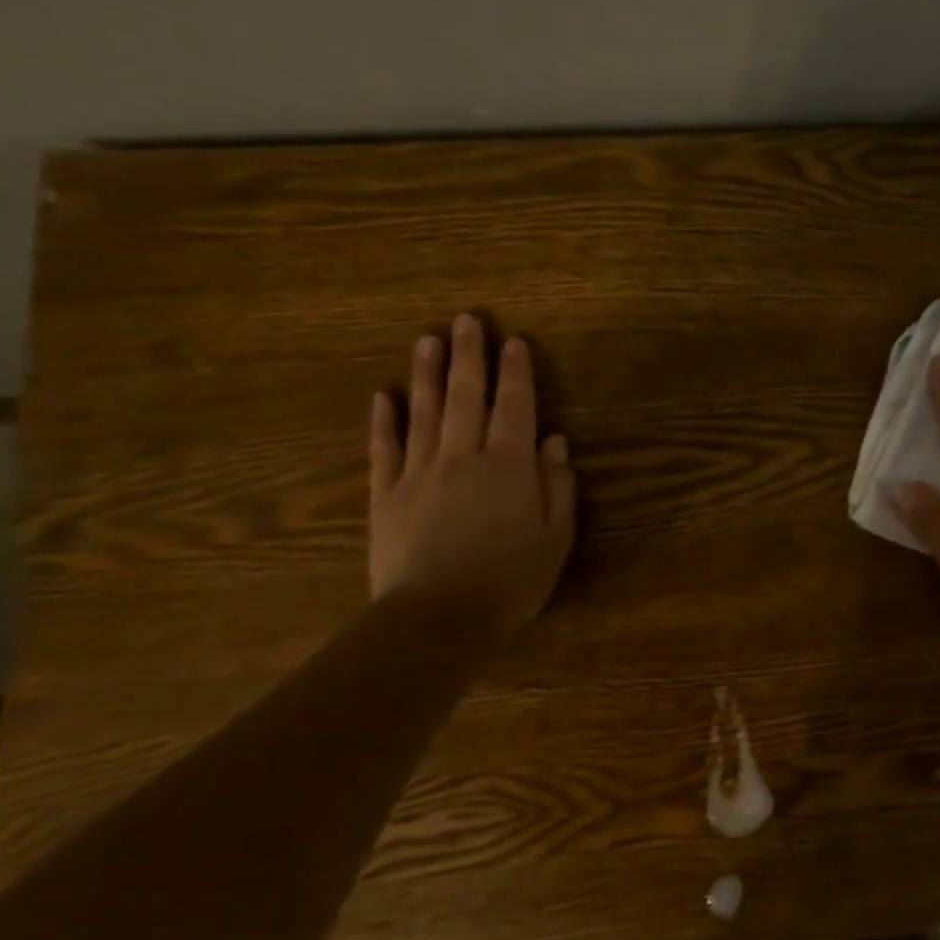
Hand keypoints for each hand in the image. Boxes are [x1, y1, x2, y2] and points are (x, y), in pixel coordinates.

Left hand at [368, 314, 575, 630]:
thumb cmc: (511, 580)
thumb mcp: (555, 537)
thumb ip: (557, 486)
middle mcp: (464, 457)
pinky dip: (383, 422)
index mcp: (510, 465)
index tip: (514, 341)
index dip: (516, 372)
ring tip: (427, 339)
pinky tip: (382, 396)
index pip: (514, 406)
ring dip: (426, 374)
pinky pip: (383, 450)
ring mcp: (419, 473)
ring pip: (423, 413)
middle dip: (469, 356)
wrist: (437, 619)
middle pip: (466, 396)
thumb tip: (554, 442)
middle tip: (466, 320)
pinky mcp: (385, 496)